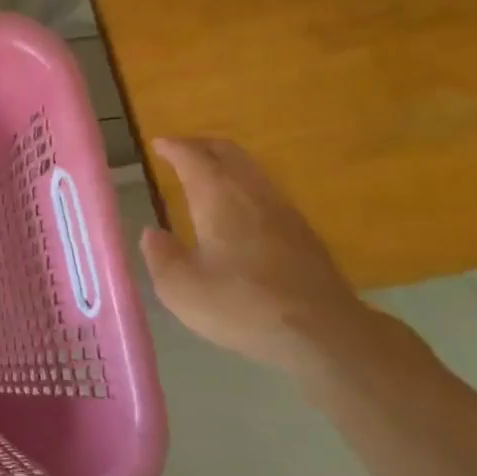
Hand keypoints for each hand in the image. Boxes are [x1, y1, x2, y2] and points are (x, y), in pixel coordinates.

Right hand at [138, 137, 390, 378]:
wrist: (323, 332)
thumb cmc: (242, 304)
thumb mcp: (181, 288)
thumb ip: (161, 256)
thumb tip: (152, 234)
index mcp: (217, 195)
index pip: (192, 156)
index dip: (173, 147)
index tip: (158, 144)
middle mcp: (250, 191)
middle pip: (227, 151)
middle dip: (201, 145)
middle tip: (181, 151)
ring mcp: (282, 209)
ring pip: (250, 169)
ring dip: (226, 163)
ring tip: (207, 175)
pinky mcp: (303, 232)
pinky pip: (266, 191)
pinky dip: (245, 185)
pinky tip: (241, 210)